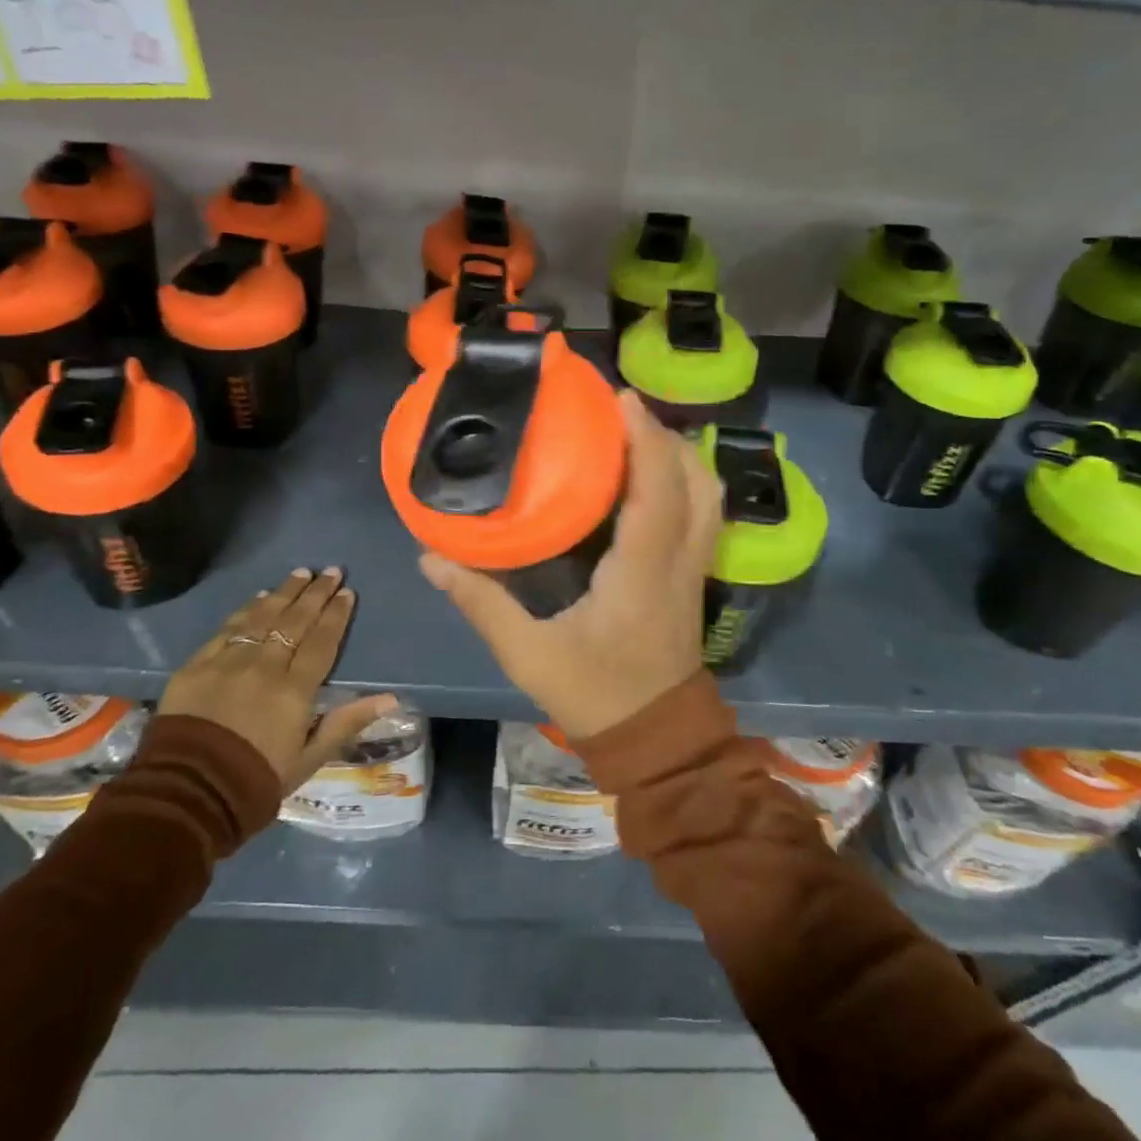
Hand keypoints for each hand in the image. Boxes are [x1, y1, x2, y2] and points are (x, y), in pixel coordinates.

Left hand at [158, 567, 397, 791]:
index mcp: (295, 690)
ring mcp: (228, 662)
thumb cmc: (256, 780)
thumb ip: (347, 722)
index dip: (336, 615)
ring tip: (301, 573)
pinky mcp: (197, 665)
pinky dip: (246, 610)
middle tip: (331, 571)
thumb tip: (391, 698)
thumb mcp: (309, 759)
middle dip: (316, 593)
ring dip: (284, 593)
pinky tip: (259, 597)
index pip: (322, 642)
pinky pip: (228, 629)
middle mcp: (265, 666)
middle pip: (295, 621)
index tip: (347, 592)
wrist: (186, 794)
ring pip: (262, 617)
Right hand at [420, 390, 722, 739]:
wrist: (655, 740)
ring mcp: (694, 569)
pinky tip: (650, 477)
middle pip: (695, 482)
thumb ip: (481, 602)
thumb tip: (431, 558)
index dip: (644, 440)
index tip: (620, 399)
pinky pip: (703, 514)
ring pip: (709, 496)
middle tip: (621, 411)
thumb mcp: (528, 654)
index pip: (658, 492)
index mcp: (642, 572)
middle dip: (664, 436)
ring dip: (680, 456)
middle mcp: (679, 561)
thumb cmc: (594, 695)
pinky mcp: (694, 577)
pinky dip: (685, 481)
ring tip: (637, 434)